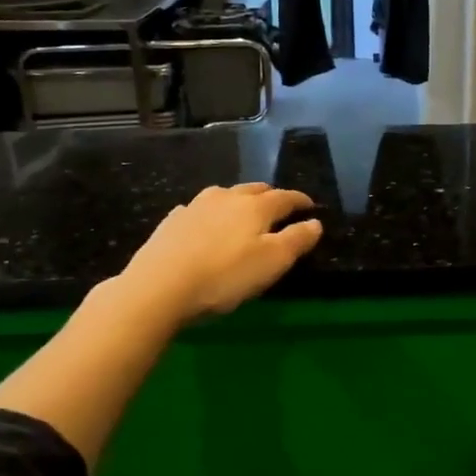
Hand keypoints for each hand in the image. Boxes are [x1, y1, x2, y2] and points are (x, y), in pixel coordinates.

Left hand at [117, 183, 322, 323]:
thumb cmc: (225, 276)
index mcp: (255, 206)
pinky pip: (198, 210)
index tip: (310, 206)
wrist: (159, 286)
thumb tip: (315, 222)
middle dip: (271, 196)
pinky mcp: (172, 222)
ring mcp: (195, 207)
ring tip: (243, 211)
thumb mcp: (272, 262)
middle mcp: (226, 198)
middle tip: (280, 207)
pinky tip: (205, 224)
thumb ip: (297, 240)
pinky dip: (210, 214)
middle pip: (254, 190)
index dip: (300, 201)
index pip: (285, 197)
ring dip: (239, 200)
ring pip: (225, 195)